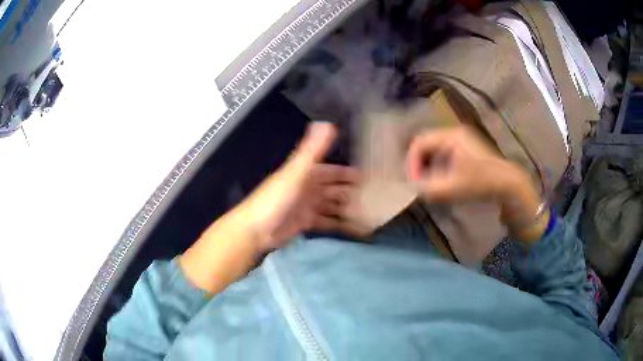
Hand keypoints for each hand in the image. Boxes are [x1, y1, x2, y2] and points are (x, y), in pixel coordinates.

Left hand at [238, 122, 358, 251]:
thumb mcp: (296, 172)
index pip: (333, 171)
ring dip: (347, 209)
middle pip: (335, 189)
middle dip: (351, 193)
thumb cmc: (277, 198)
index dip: (349, 173)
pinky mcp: (305, 223)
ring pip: (332, 206)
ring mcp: (307, 206)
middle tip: (374, 199)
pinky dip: (338, 224)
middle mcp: (309, 188)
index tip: (369, 177)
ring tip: (368, 214)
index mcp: (307, 174)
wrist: (257, 229)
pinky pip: (326, 222)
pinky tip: (353, 228)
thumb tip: (327, 123)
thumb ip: (312, 150)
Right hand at [407, 126, 526, 202]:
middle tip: (419, 183)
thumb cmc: (482, 183)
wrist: (508, 184)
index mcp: (451, 136)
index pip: (419, 143)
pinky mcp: (466, 147)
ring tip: (429, 183)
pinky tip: (442, 179)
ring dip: (428, 166)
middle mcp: (454, 133)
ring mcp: (462, 139)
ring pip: (434, 149)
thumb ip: (428, 189)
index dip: (412, 163)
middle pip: (426, 144)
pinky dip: (438, 166)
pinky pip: (444, 153)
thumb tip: (412, 188)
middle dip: (419, 165)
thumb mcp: (453, 188)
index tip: (414, 183)